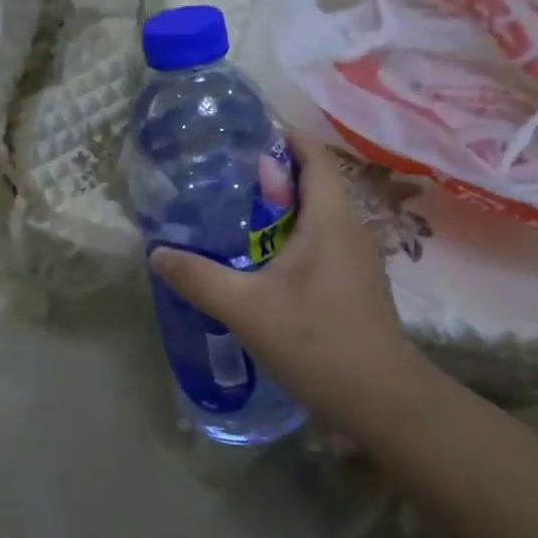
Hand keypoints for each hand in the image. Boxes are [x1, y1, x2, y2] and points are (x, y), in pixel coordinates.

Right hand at [150, 137, 423, 422]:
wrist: (380, 398)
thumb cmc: (316, 340)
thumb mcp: (246, 308)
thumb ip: (199, 277)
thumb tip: (157, 253)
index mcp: (330, 217)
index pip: (311, 154)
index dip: (279, 138)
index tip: (238, 140)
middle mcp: (349, 227)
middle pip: (311, 182)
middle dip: (268, 176)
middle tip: (221, 181)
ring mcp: (356, 256)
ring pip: (315, 215)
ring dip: (278, 210)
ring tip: (233, 217)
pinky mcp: (354, 282)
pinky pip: (320, 242)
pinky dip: (290, 238)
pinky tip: (260, 262)